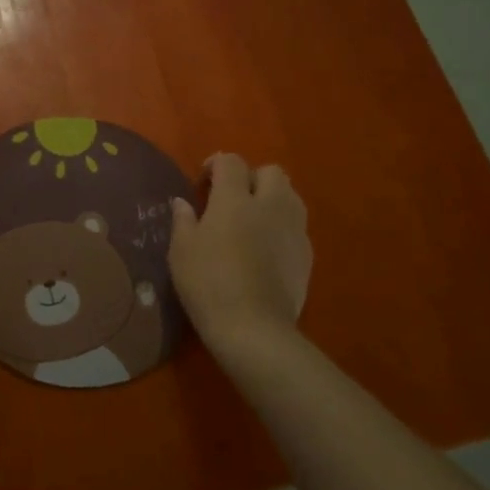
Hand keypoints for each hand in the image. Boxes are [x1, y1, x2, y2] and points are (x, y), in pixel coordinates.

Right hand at [168, 155, 311, 362]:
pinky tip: (266, 248)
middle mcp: (270, 205)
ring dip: (272, 198)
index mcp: (234, 199)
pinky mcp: (307, 254)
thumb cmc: (208, 283)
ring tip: (253, 219)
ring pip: (290, 196)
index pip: (231, 162)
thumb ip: (183, 220)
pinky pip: (297, 226)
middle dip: (252, 177)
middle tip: (232, 199)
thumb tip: (183, 202)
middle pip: (271, 171)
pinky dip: (282, 226)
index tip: (203, 183)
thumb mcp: (181, 250)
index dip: (216, 165)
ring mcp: (293, 229)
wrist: (253, 328)